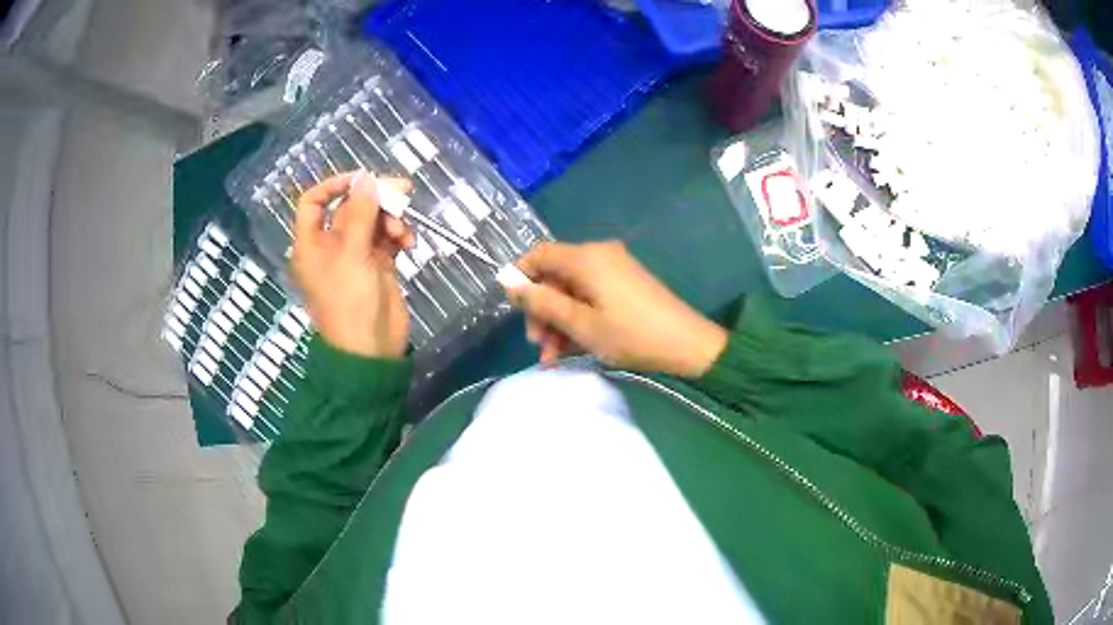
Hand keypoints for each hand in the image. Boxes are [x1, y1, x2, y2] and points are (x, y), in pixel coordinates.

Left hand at [291, 172, 413, 358]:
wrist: (372, 351)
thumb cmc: (350, 302)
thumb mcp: (352, 254)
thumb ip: (361, 212)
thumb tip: (367, 178)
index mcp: (312, 243)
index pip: (313, 201)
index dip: (335, 185)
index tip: (362, 179)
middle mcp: (331, 245)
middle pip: (351, 208)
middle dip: (375, 200)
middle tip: (403, 191)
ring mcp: (356, 255)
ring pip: (373, 221)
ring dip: (391, 219)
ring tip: (403, 233)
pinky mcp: (378, 265)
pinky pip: (387, 239)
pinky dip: (399, 236)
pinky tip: (409, 245)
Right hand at [507, 241, 727, 377]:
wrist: (686, 344)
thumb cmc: (630, 333)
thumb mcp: (580, 324)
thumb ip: (543, 304)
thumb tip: (512, 286)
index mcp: (586, 258)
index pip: (539, 254)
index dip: (520, 276)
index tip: (512, 307)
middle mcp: (598, 256)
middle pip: (555, 276)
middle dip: (542, 311)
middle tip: (537, 344)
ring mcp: (613, 270)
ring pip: (571, 292)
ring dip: (558, 322)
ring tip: (553, 358)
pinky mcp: (624, 286)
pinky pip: (590, 298)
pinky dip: (578, 320)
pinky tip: (571, 351)